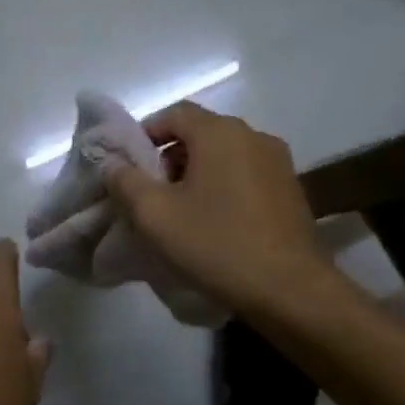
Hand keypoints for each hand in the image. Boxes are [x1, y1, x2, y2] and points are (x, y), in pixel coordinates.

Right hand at [100, 102, 328, 313]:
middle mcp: (254, 137)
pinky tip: (213, 225)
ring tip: (179, 214)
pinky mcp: (291, 191)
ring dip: (196, 176)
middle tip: (149, 195)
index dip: (145, 134)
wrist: (290, 290)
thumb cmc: (216, 244)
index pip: (174, 113)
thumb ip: (125, 182)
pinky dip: (222, 189)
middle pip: (200, 134)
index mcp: (221, 133)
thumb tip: (112, 163)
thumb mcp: (155, 215)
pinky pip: (245, 177)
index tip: (127, 167)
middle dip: (168, 159)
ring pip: (224, 157)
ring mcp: (278, 164)